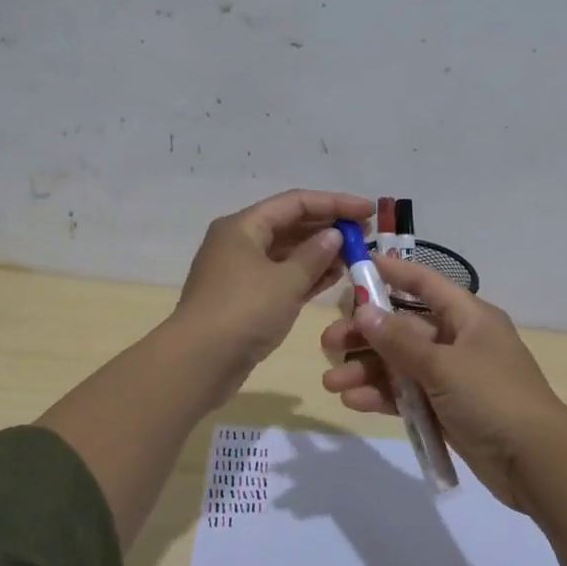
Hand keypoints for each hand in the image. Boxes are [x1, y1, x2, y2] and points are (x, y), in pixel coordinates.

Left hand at [170, 188, 374, 398]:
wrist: (198, 363)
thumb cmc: (243, 312)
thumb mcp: (285, 281)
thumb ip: (314, 255)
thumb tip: (333, 235)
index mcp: (243, 226)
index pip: (295, 202)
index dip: (334, 203)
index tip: (367, 210)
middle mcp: (239, 242)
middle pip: (290, 224)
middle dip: (328, 227)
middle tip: (366, 234)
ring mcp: (240, 272)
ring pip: (287, 253)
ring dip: (320, 253)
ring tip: (356, 255)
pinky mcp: (245, 299)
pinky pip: (281, 277)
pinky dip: (307, 275)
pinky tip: (335, 277)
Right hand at [318, 255, 566, 509]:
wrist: (536, 463)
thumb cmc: (493, 398)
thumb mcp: (443, 365)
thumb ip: (399, 341)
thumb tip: (362, 312)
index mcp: (467, 317)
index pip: (424, 284)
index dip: (392, 273)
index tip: (356, 267)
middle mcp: (458, 340)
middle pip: (403, 327)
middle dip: (365, 335)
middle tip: (328, 343)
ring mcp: (452, 376)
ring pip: (400, 364)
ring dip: (367, 370)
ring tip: (331, 383)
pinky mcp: (446, 408)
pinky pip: (407, 394)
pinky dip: (383, 396)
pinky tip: (353, 402)